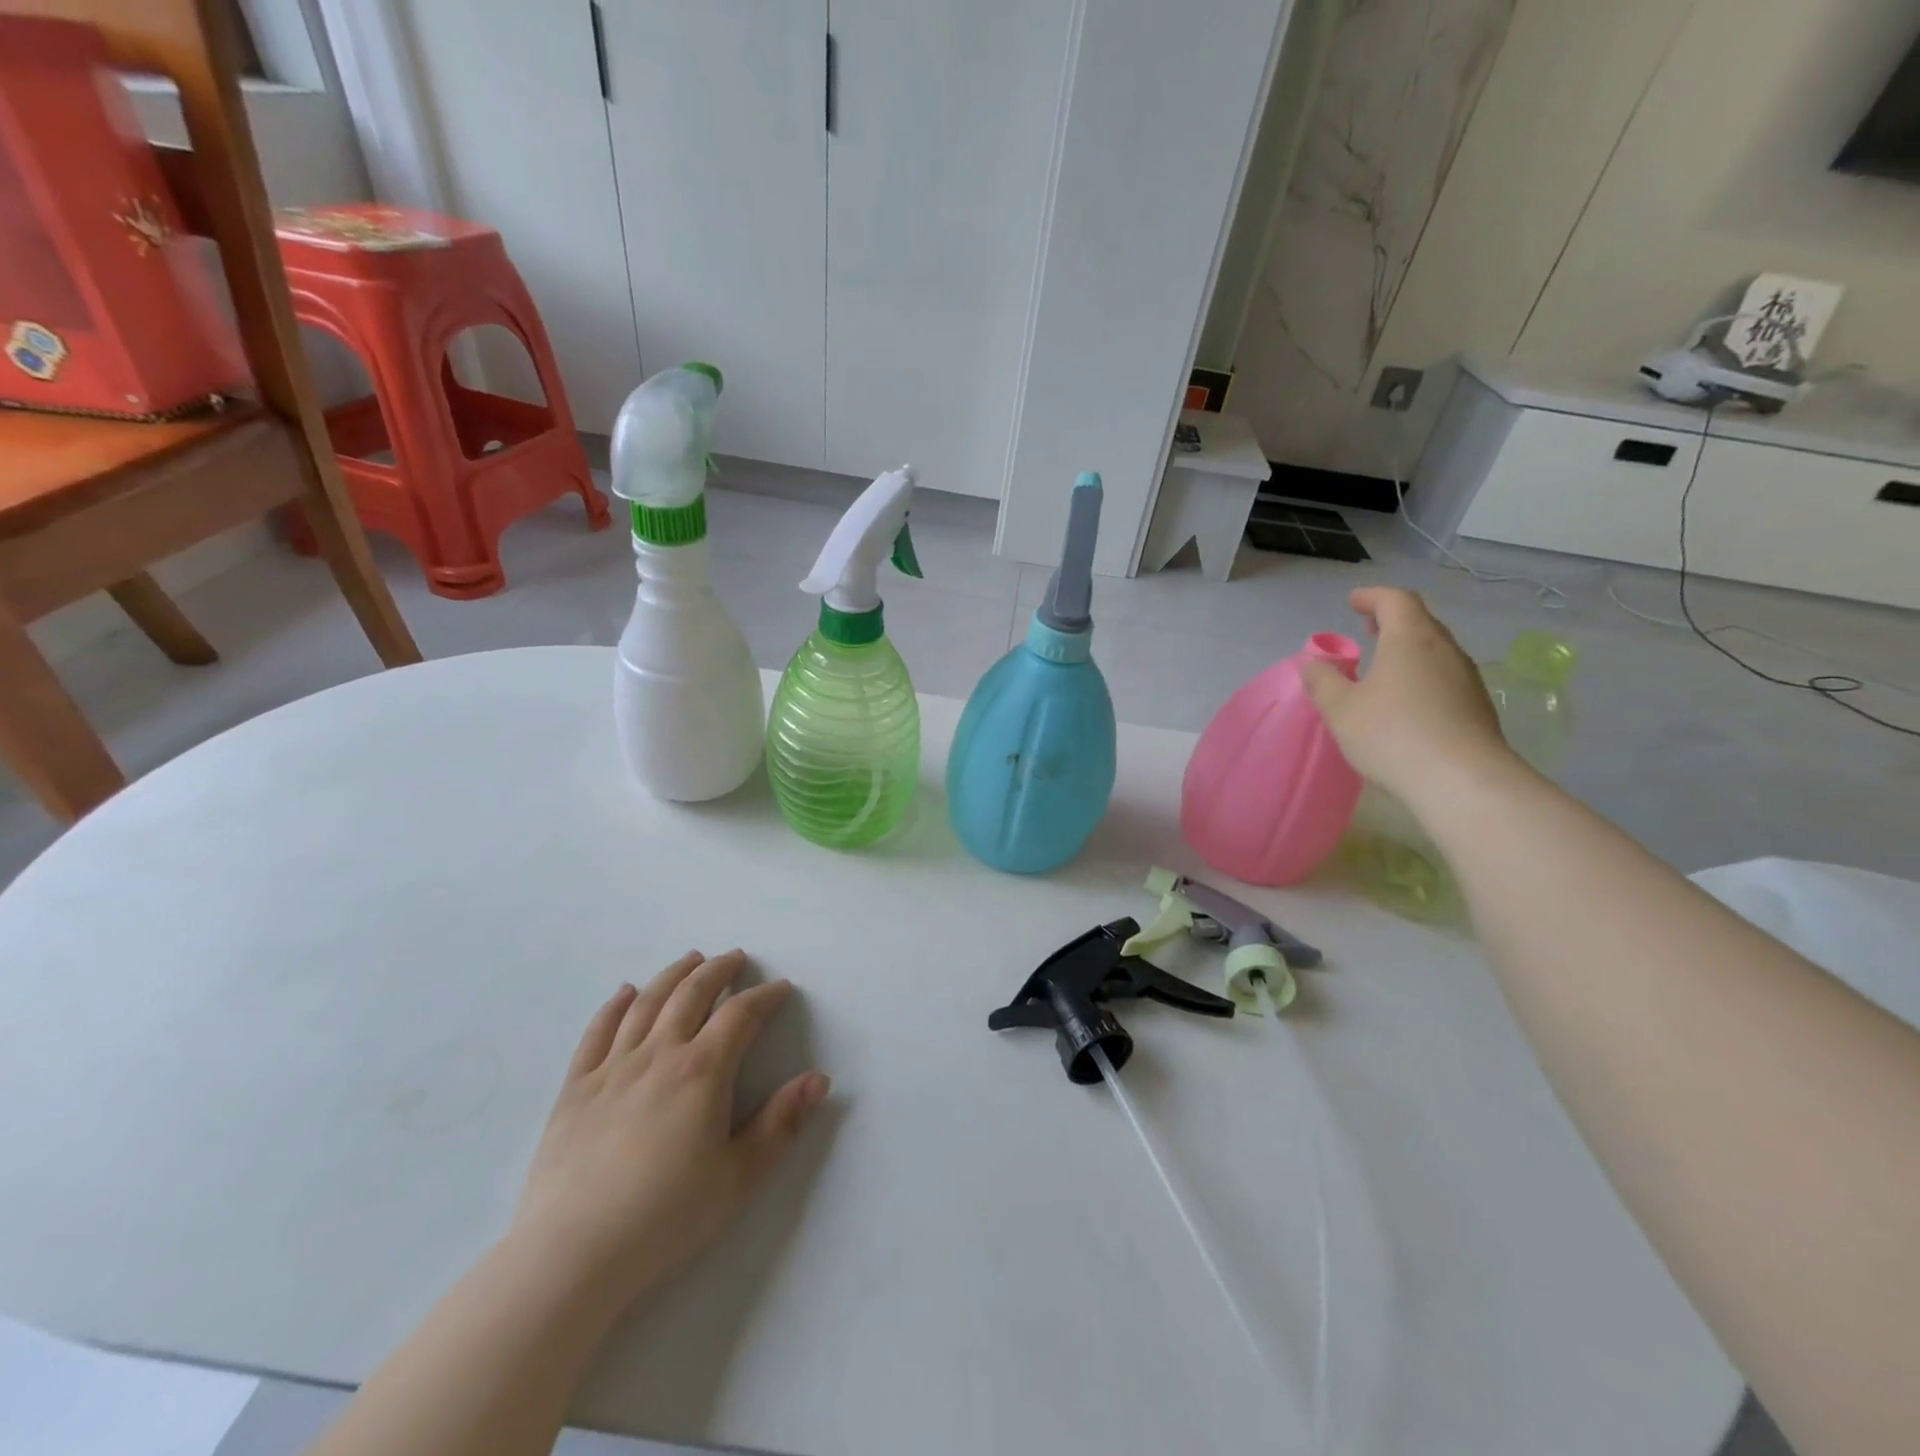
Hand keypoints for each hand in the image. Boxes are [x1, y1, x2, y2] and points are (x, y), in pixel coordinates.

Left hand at [506, 951, 829, 1319]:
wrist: (571, 1255)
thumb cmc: (665, 1217)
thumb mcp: (739, 1176)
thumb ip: (782, 1124)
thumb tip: (819, 1079)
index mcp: (701, 1071)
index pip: (740, 1015)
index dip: (765, 997)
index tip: (781, 989)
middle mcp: (658, 1054)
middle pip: (692, 994)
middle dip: (719, 970)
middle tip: (736, 957)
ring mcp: (612, 1067)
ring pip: (647, 1002)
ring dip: (673, 974)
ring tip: (691, 959)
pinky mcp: (575, 1088)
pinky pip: (597, 1032)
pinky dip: (615, 1005)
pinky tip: (626, 992)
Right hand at [1300, 587, 1511, 799]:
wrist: (1462, 781)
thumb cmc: (1392, 734)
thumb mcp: (1341, 709)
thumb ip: (1322, 681)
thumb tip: (1311, 661)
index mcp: (1410, 639)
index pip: (1395, 601)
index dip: (1372, 597)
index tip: (1353, 602)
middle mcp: (1444, 650)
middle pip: (1420, 621)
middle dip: (1392, 620)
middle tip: (1367, 628)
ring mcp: (1467, 678)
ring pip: (1435, 650)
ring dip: (1408, 649)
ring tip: (1384, 666)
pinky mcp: (1477, 707)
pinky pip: (1445, 677)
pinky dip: (1422, 674)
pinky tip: (1406, 701)